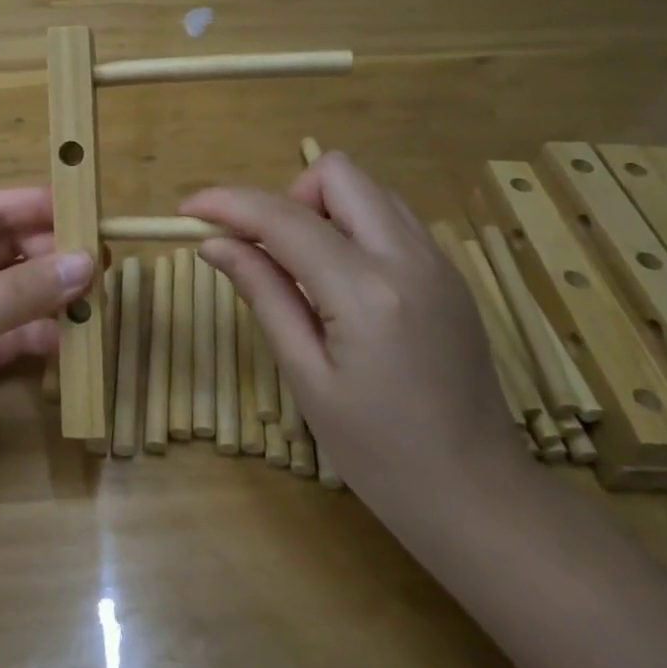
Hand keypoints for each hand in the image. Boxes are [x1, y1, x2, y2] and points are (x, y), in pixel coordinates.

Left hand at [0, 188, 93, 515]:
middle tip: (102, 261)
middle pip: (9, 252)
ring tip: (96, 299)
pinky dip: (46, 334)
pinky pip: (20, 335)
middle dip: (52, 252)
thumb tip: (85, 262)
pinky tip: (69, 340)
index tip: (84, 208)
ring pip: (19, 295)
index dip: (33, 206)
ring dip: (54, 294)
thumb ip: (16, 294)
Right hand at [183, 153, 520, 506]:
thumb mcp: (306, 376)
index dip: (227, 204)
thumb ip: (264, 294)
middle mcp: (409, 257)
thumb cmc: (378, 452)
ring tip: (300, 268)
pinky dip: (352, 227)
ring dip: (321, 209)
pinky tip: (339, 281)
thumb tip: (215, 243)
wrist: (478, 495)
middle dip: (286, 197)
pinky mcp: (449, 273)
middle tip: (265, 250)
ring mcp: (438, 261)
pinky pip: (391, 217)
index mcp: (366, 291)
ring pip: (368, 188)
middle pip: (336, 173)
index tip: (188, 211)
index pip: (283, 218)